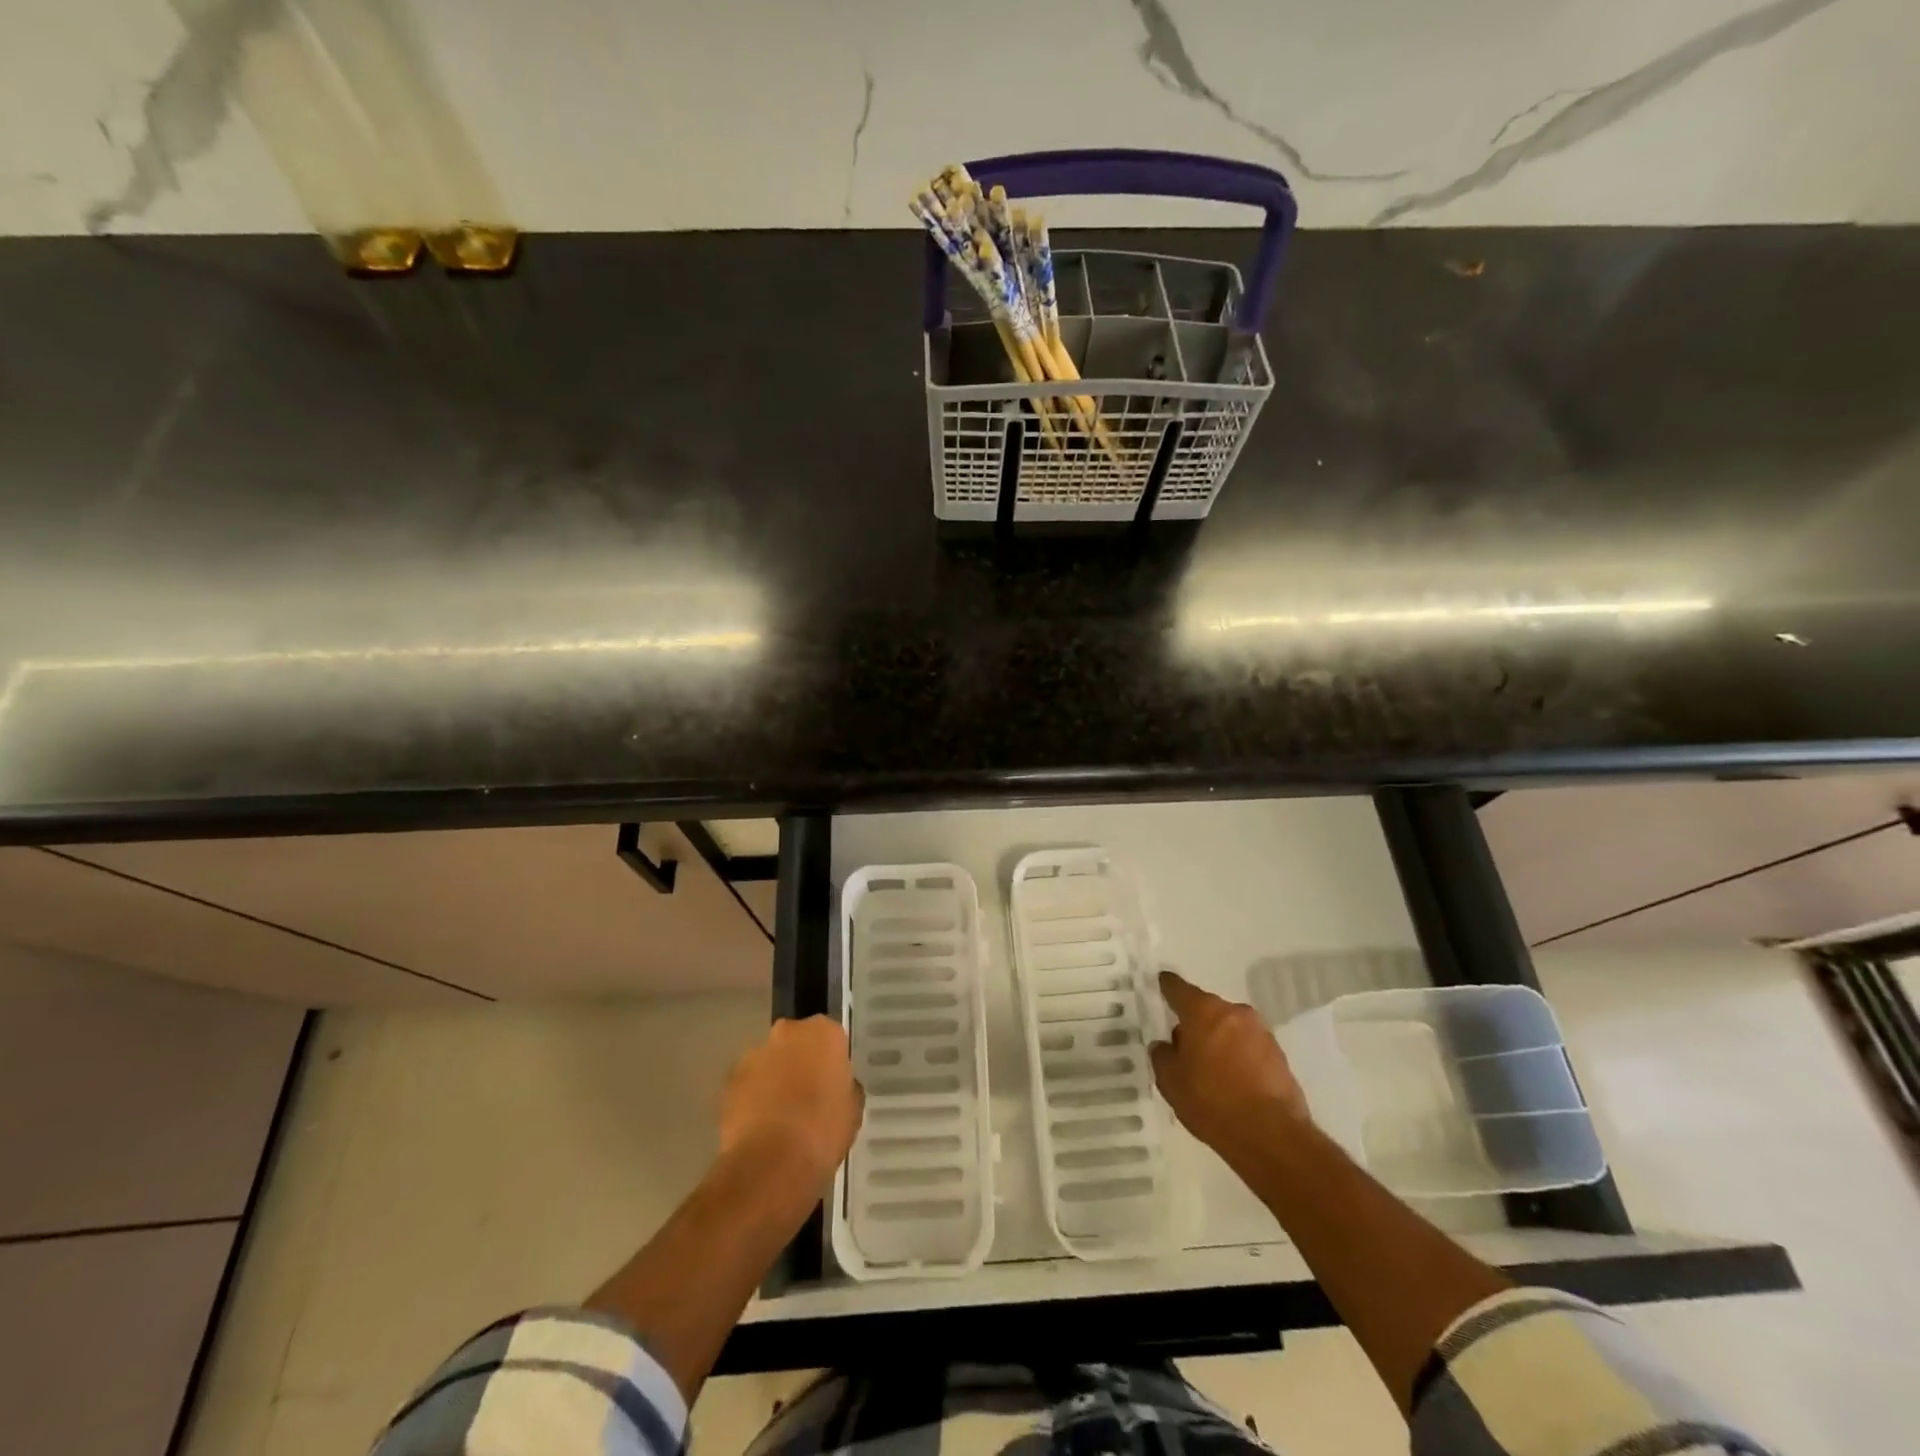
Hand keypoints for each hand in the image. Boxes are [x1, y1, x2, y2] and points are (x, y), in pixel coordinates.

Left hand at [718, 1015, 864, 1193]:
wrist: (771, 1165)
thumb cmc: (823, 1131)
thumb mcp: (853, 1109)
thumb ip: (845, 1086)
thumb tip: (835, 1086)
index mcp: (823, 1033)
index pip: (831, 1036)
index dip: (831, 1060)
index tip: (832, 1082)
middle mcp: (787, 1033)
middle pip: (796, 1041)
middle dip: (800, 1061)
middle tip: (808, 1095)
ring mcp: (753, 1055)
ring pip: (769, 1061)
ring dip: (774, 1078)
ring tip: (781, 1116)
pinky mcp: (729, 1082)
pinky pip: (748, 1084)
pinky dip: (753, 1098)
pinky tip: (760, 1127)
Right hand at [1150, 970, 1308, 1162]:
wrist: (1272, 1137)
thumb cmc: (1212, 1102)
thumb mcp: (1170, 1082)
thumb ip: (1162, 1056)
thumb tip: (1166, 1045)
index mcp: (1203, 1011)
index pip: (1179, 989)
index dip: (1167, 987)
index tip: (1162, 983)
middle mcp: (1235, 1013)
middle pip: (1208, 1010)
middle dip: (1196, 1023)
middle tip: (1184, 1046)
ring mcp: (1261, 1033)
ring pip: (1231, 1029)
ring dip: (1219, 1041)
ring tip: (1209, 1069)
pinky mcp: (1280, 1056)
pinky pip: (1249, 1048)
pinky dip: (1239, 1058)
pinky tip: (1232, 1082)